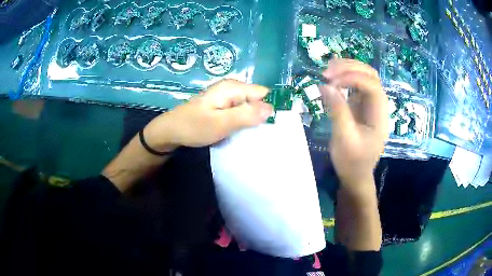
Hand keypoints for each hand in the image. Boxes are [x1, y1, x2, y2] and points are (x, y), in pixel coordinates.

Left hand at [144, 79, 272, 150]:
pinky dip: (242, 121)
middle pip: (257, 100)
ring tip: (249, 135)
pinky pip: (240, 111)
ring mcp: (227, 96)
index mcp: (233, 88)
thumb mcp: (221, 123)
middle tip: (257, 134)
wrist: (171, 130)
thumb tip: (271, 108)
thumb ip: (246, 115)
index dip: (268, 109)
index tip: (269, 128)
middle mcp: (232, 88)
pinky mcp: (223, 105)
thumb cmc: (194, 127)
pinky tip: (239, 132)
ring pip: (249, 107)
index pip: (263, 94)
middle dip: (260, 116)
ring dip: (251, 121)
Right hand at [319, 59, 387, 189]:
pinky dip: (344, 76)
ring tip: (327, 71)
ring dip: (346, 69)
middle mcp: (378, 105)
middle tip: (327, 72)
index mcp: (380, 115)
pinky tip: (332, 77)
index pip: (372, 85)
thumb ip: (338, 111)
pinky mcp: (361, 105)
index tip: (331, 82)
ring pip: (363, 75)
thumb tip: (325, 85)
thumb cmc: (352, 162)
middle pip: (370, 75)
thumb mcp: (344, 138)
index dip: (353, 78)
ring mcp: (370, 104)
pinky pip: (355, 84)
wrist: (355, 176)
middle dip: (350, 68)